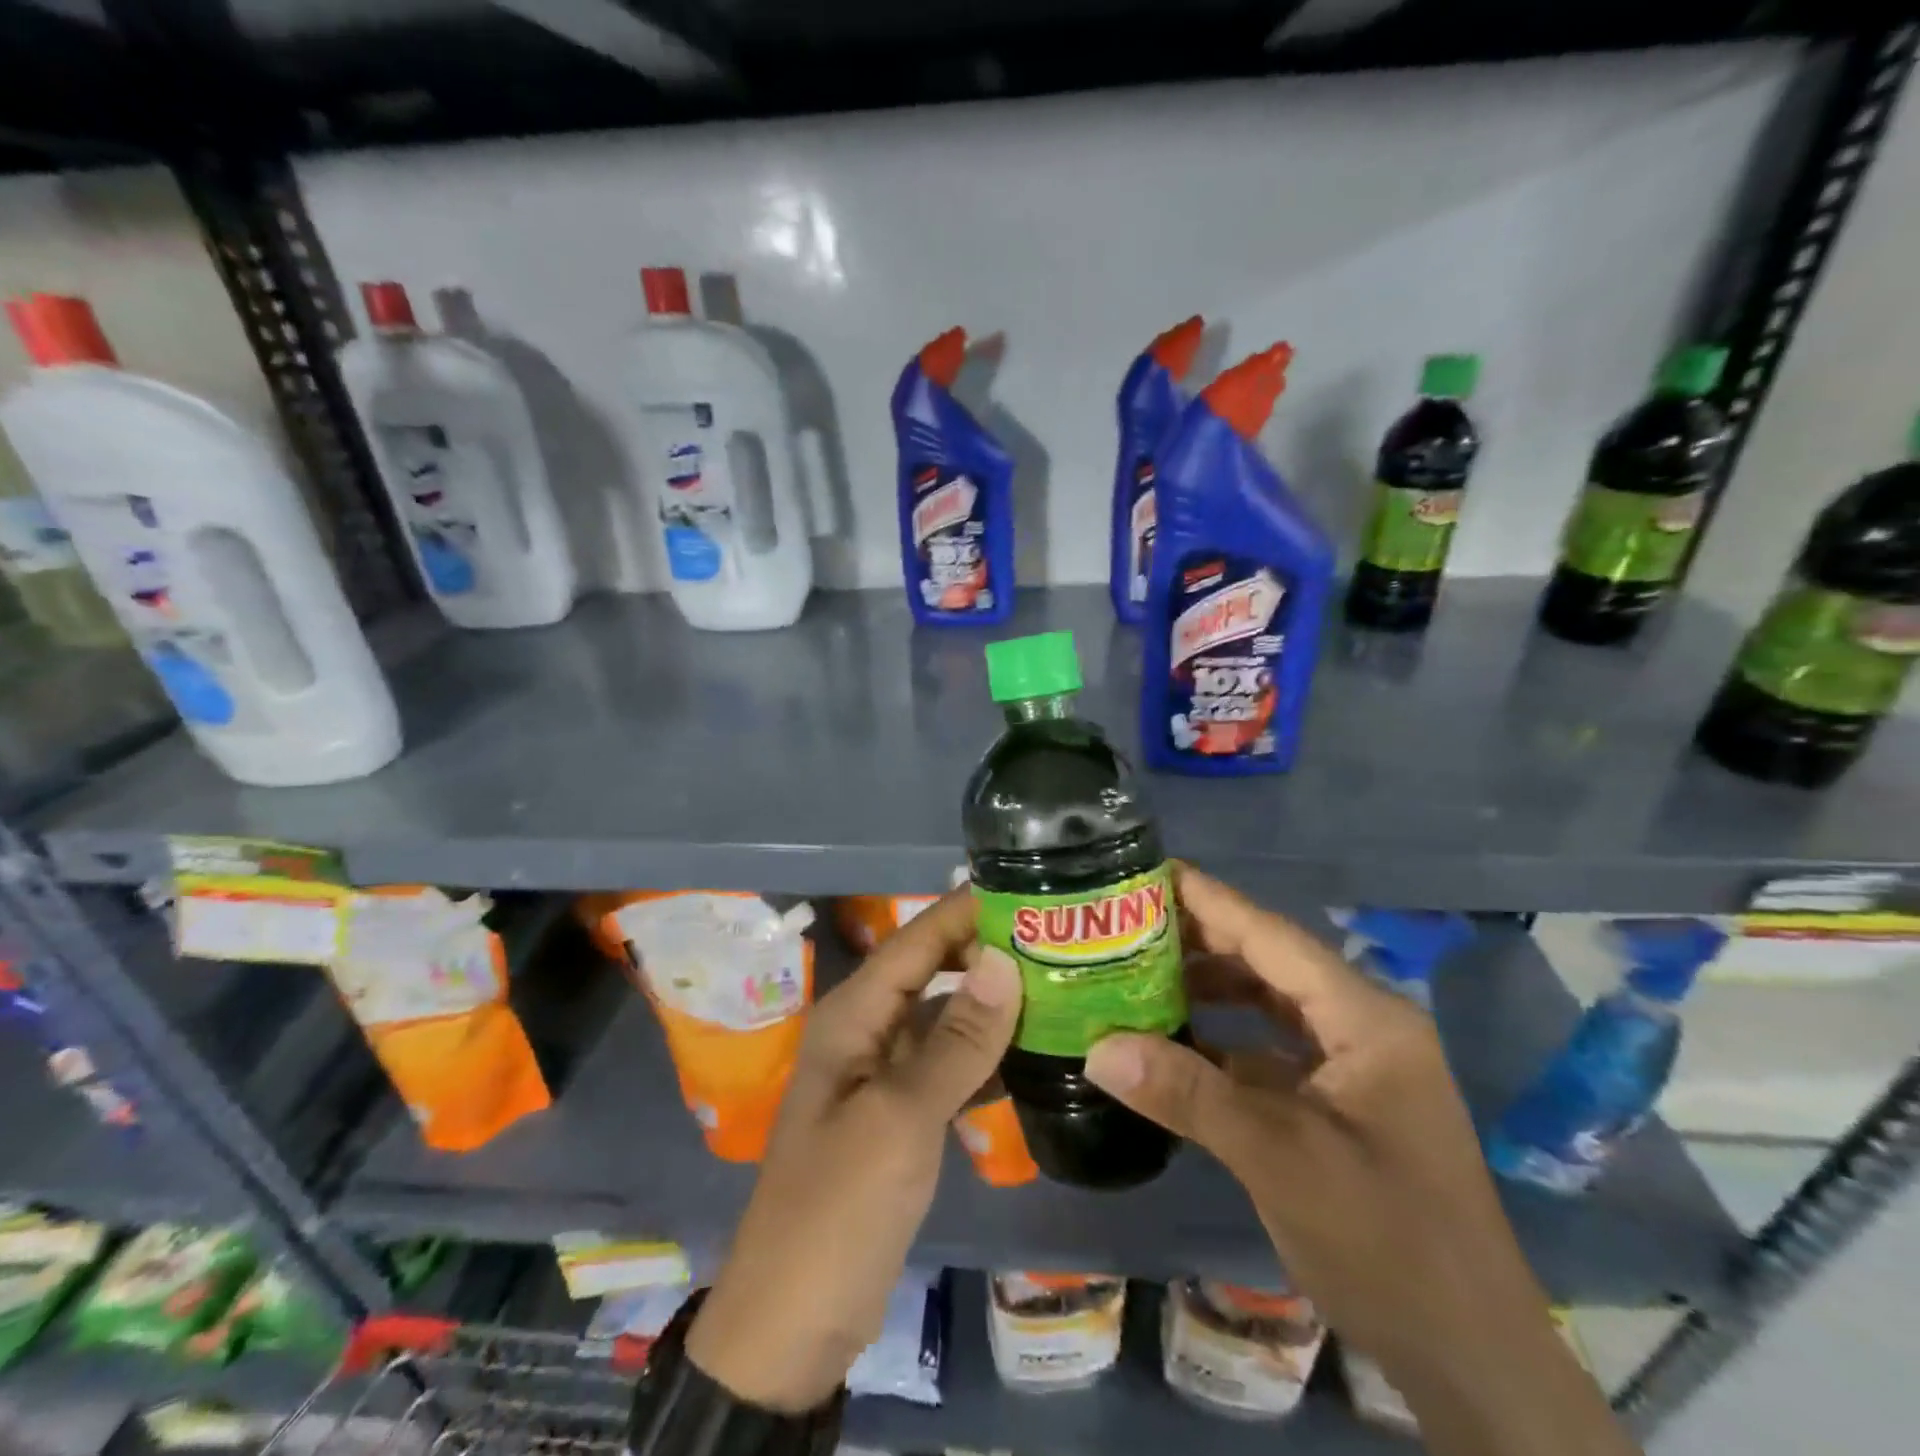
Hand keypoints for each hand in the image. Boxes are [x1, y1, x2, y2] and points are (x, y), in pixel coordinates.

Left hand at [687, 889, 1020, 1411]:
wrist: (791, 1324)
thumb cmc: (838, 1209)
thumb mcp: (900, 1119)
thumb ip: (956, 1040)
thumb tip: (1004, 960)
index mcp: (854, 1014)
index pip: (917, 939)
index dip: (967, 909)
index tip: (1030, 889)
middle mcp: (867, 1029)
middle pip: (932, 970)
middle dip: (986, 950)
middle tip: (1057, 938)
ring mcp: (884, 1073)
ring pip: (945, 1017)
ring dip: (993, 1001)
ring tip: (1060, 983)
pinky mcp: (901, 1113)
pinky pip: (950, 1064)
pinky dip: (987, 1053)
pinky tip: (1035, 1051)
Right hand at [1085, 865, 1634, 1455]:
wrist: (1472, 1363)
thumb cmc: (1390, 1244)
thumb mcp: (1282, 1161)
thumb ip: (1190, 1096)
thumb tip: (1097, 1049)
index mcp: (1365, 1018)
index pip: (1272, 936)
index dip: (1209, 899)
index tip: (1147, 869)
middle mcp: (1362, 1027)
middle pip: (1268, 962)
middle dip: (1199, 939)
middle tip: (1126, 920)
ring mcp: (1353, 1067)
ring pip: (1268, 1004)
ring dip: (1208, 988)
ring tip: (1138, 973)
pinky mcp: (1339, 1104)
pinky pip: (1269, 1049)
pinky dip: (1222, 1039)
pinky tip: (1173, 1044)